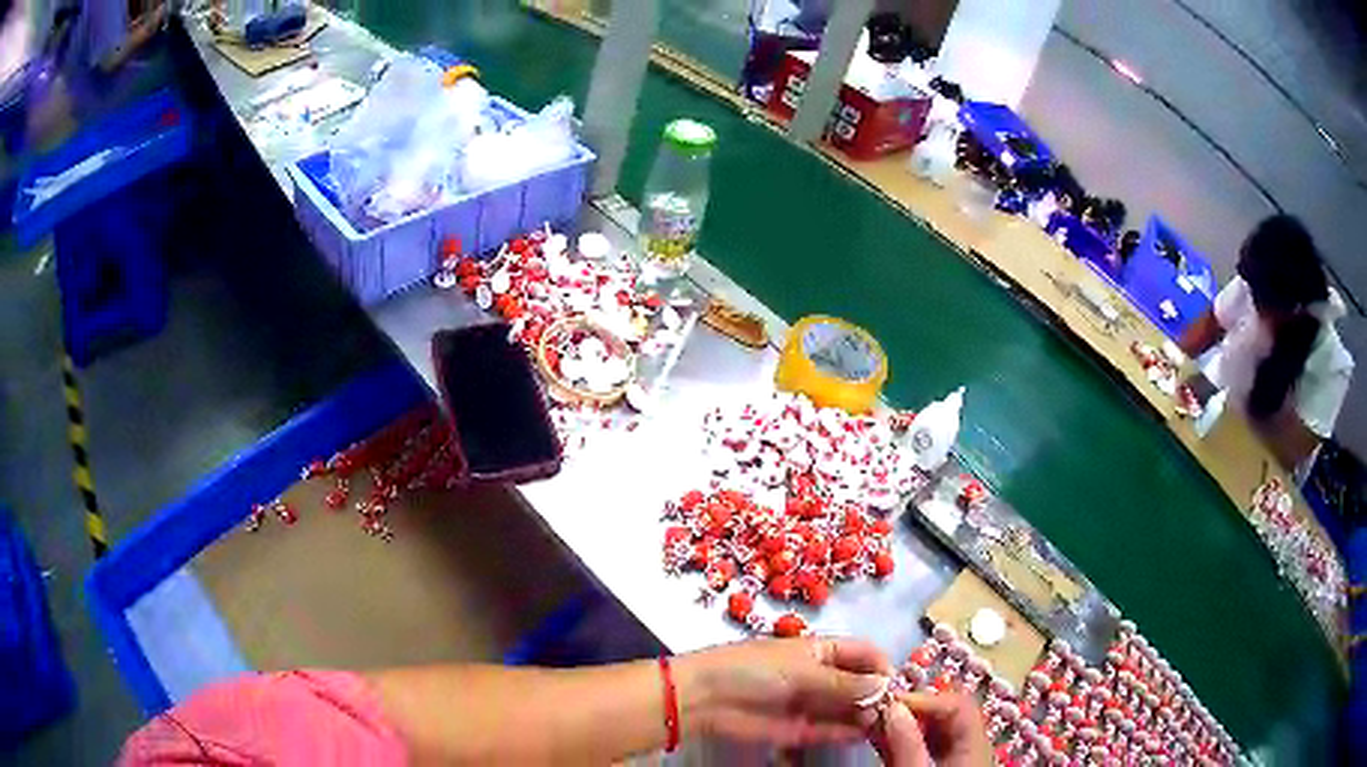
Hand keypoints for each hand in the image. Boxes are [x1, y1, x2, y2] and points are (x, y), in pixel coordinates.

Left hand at [675, 637, 892, 746]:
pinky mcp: (799, 729)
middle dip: (879, 695)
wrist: (705, 699)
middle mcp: (821, 676)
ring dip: (867, 715)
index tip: (899, 685)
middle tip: (897, 712)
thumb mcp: (801, 670)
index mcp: (820, 650)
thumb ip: (843, 682)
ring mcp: (811, 703)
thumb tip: (885, 686)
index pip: (863, 653)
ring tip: (886, 726)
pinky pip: (830, 730)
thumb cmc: (753, 671)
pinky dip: (848, 732)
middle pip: (860, 683)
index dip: (883, 666)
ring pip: (848, 708)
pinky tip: (866, 736)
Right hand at [872, 692, 990, 766]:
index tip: (889, 701)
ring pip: (939, 727)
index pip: (958, 703)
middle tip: (880, 711)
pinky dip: (909, 738)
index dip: (924, 697)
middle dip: (914, 708)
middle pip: (949, 712)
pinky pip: (931, 743)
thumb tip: (891, 708)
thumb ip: (907, 746)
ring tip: (877, 725)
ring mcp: (962, 755)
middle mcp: (974, 744)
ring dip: (908, 722)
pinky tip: (887, 741)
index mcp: (977, 744)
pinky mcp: (948, 764)